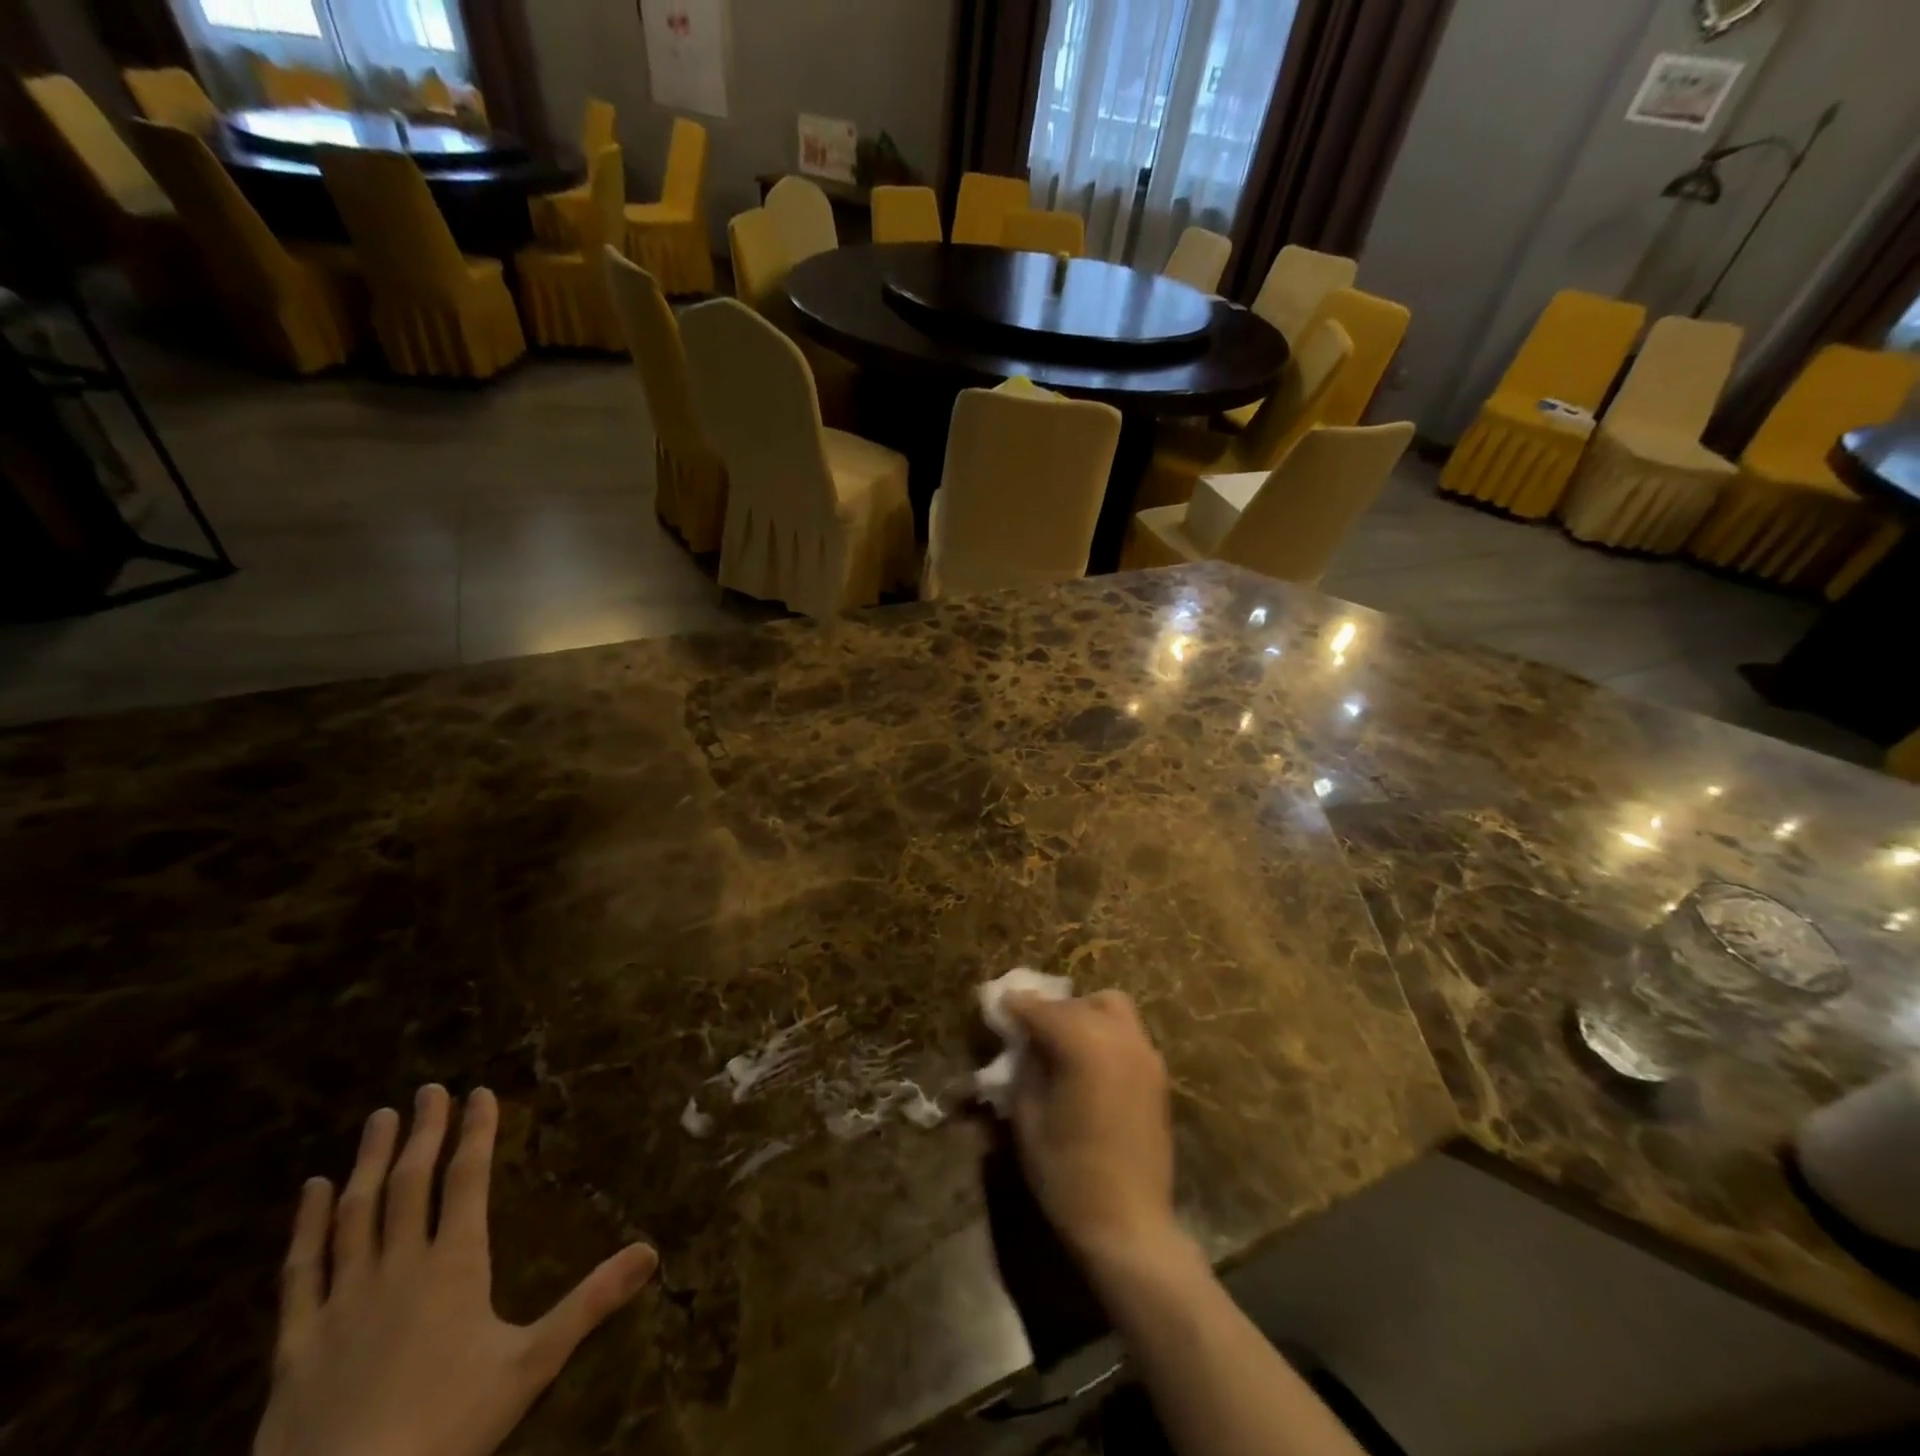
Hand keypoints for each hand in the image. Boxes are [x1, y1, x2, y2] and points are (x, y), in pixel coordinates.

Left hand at [253, 1086, 658, 1455]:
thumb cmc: (446, 1429)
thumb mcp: (532, 1365)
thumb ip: (590, 1303)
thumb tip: (651, 1251)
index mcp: (454, 1265)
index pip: (467, 1179)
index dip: (476, 1132)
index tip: (480, 1092)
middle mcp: (398, 1267)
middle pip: (410, 1183)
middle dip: (424, 1132)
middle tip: (429, 1089)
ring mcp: (342, 1301)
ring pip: (356, 1213)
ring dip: (369, 1161)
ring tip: (379, 1119)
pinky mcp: (296, 1342)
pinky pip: (300, 1270)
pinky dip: (305, 1225)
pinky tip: (311, 1190)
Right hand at [1005, 991, 1179, 1271]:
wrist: (1128, 1225)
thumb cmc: (1066, 1174)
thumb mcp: (1028, 1117)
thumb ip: (1026, 1066)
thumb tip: (1026, 1041)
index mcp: (1083, 1044)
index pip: (1041, 1010)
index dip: (1016, 1005)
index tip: (999, 1004)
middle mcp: (1118, 1037)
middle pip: (1078, 1003)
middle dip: (1051, 1010)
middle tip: (1029, 1029)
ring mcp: (1144, 1054)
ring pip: (1111, 1007)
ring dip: (1083, 1013)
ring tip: (1063, 1041)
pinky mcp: (1158, 1074)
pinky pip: (1127, 1033)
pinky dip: (1105, 1032)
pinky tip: (1089, 1062)